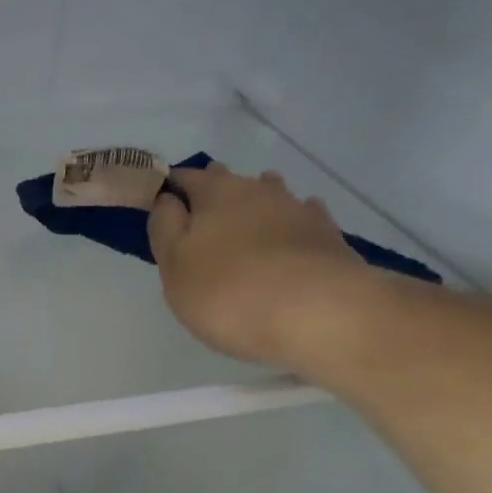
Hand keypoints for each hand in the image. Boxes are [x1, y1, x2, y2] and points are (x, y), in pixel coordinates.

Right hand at [148, 163, 376, 372]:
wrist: (320, 315)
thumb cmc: (229, 292)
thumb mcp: (174, 266)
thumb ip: (165, 228)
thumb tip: (167, 200)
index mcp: (214, 193)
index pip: (185, 178)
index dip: (171, 188)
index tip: (162, 206)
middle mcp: (257, 189)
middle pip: (229, 181)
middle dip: (214, 194)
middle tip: (202, 220)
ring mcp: (297, 209)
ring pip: (269, 195)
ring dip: (256, 205)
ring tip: (246, 227)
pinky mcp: (329, 236)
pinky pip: (303, 219)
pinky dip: (292, 225)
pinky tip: (290, 241)